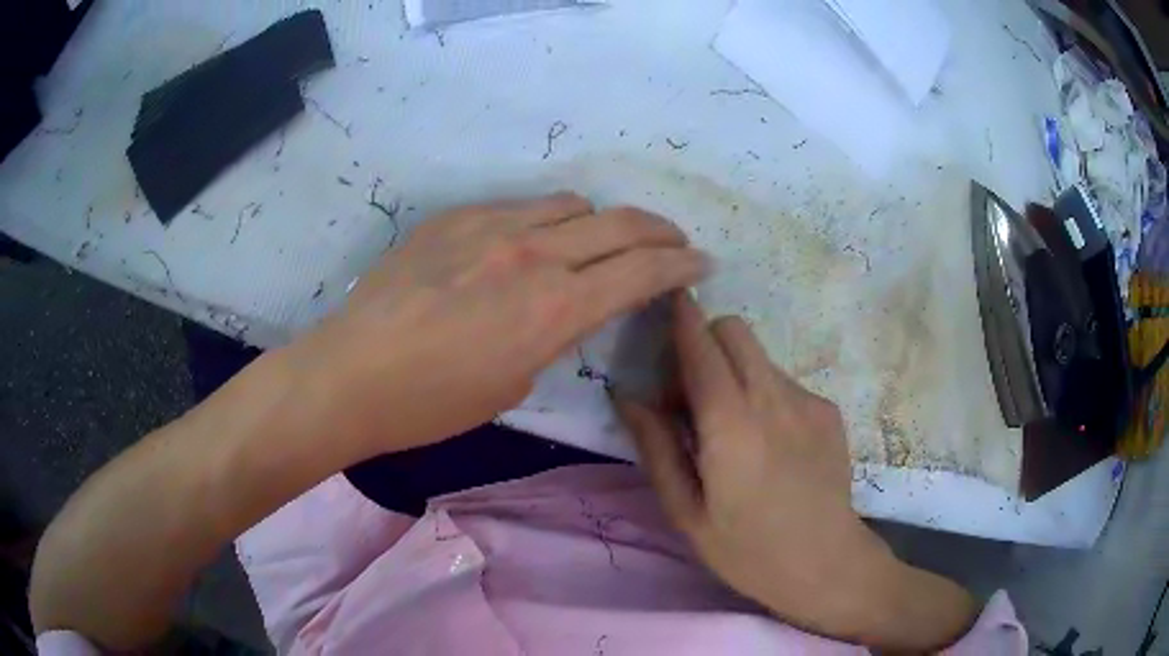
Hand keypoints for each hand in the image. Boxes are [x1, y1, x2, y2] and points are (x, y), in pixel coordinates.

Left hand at [287, 192, 709, 454]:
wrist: (350, 374)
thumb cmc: (431, 404)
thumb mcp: (513, 384)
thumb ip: (551, 335)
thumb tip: (564, 308)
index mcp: (553, 308)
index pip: (642, 271)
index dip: (681, 266)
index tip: (701, 264)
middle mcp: (532, 253)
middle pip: (620, 223)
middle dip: (660, 232)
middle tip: (674, 243)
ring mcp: (489, 225)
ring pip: (571, 204)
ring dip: (600, 222)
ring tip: (600, 241)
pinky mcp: (454, 216)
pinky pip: (518, 205)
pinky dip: (545, 219)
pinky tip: (531, 241)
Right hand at [616, 294, 975, 649]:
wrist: (826, 563)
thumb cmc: (747, 550)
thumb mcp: (686, 513)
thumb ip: (656, 448)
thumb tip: (628, 398)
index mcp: (731, 426)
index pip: (701, 347)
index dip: (681, 317)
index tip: (666, 303)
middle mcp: (773, 399)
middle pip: (735, 331)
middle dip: (706, 341)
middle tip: (692, 393)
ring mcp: (808, 401)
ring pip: (760, 357)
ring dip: (734, 373)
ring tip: (733, 429)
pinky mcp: (829, 411)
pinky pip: (784, 382)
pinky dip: (764, 394)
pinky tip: (770, 444)